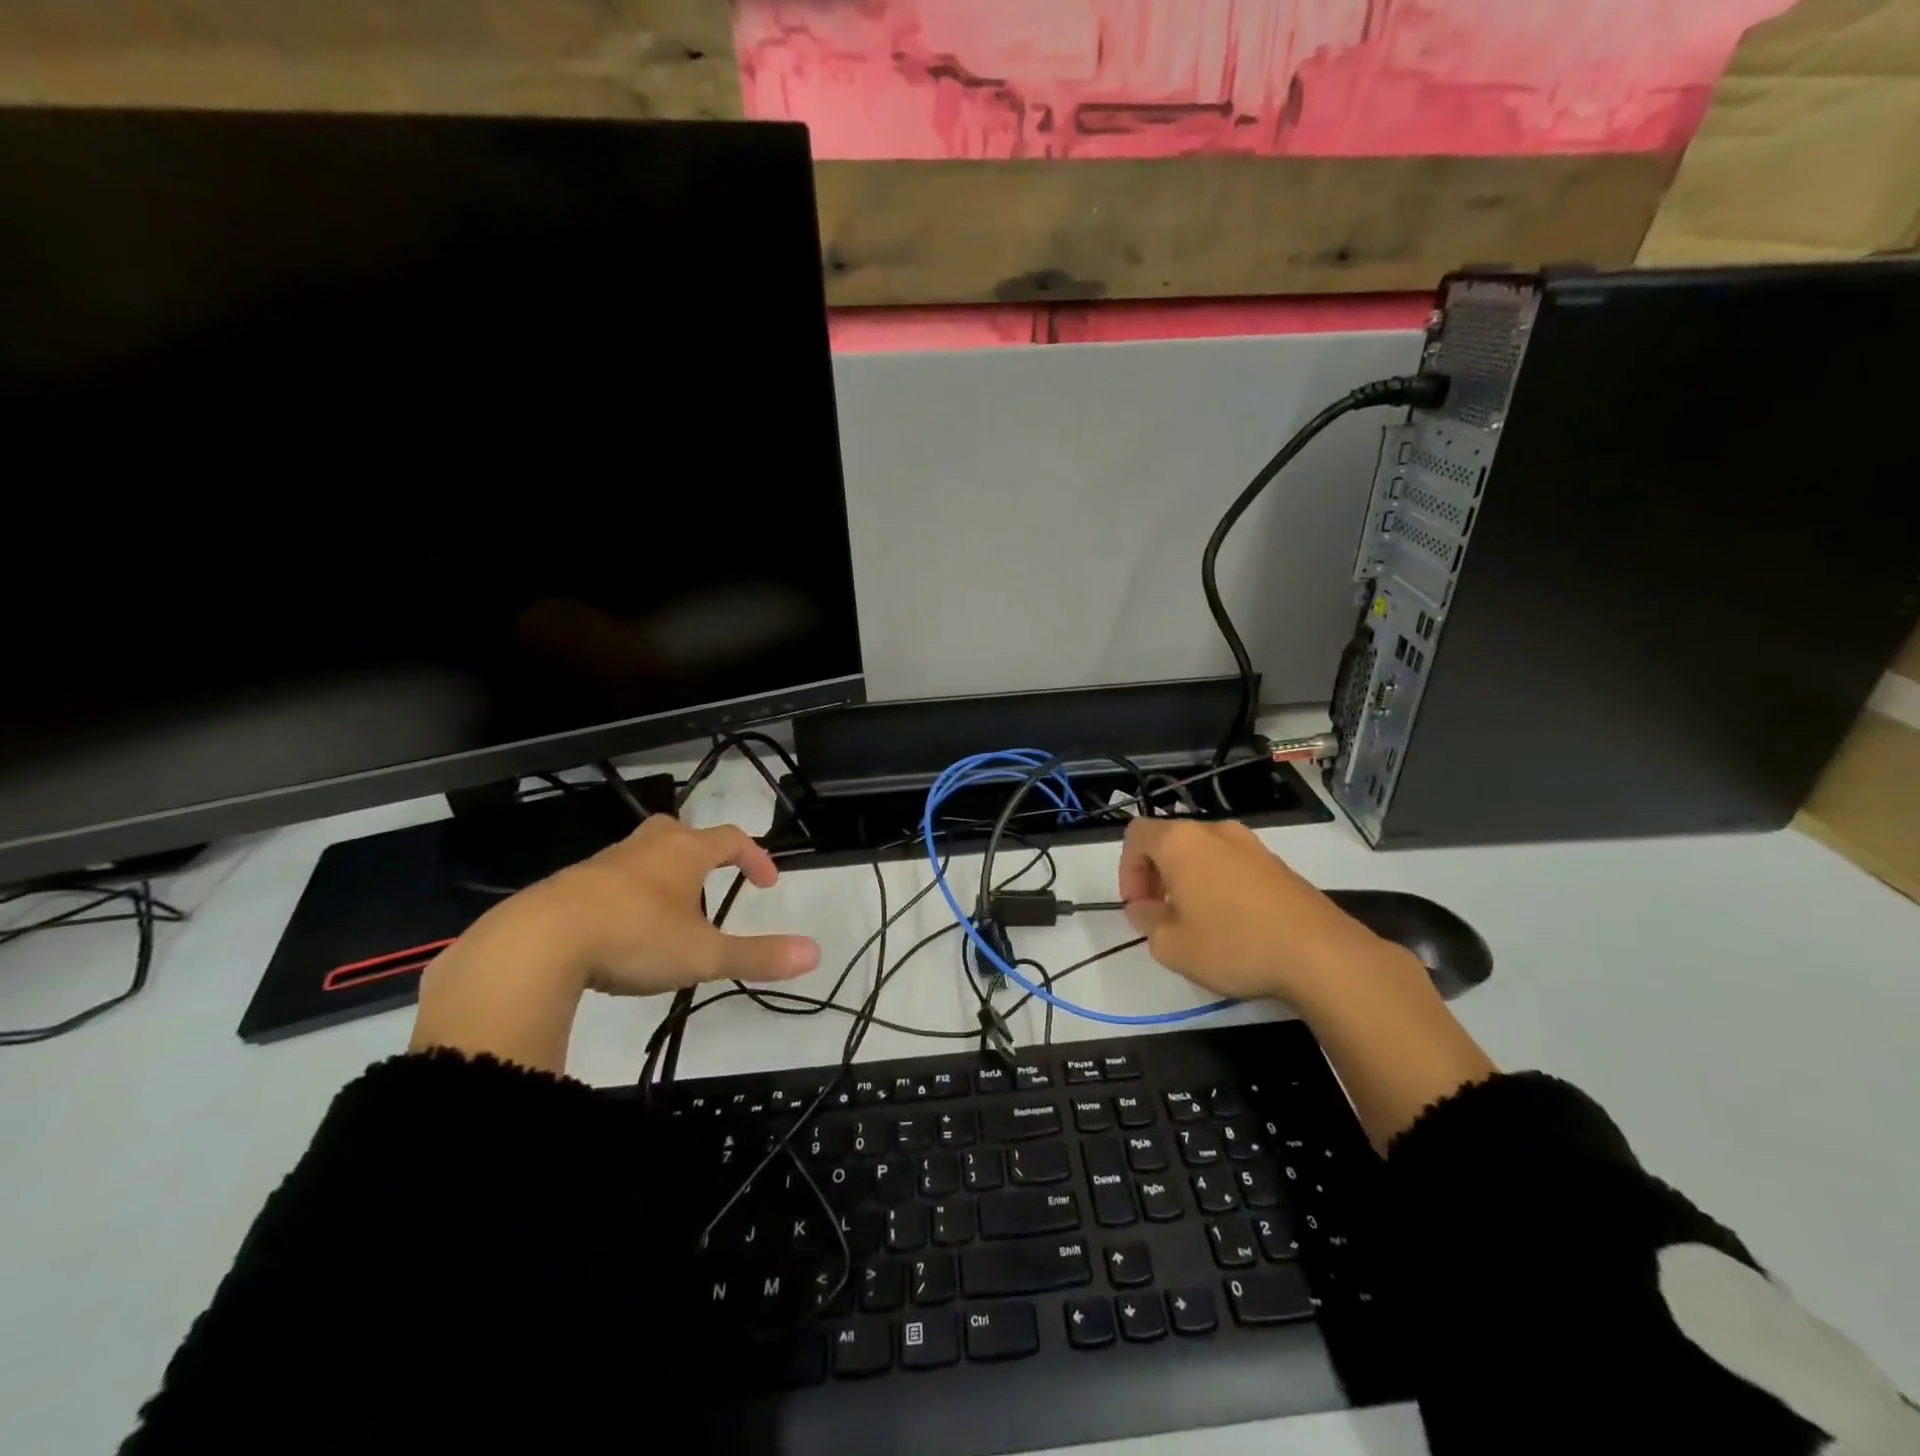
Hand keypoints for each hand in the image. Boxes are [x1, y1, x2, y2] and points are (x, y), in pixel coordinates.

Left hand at [538, 815, 819, 994]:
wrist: (539, 942)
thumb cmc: (635, 937)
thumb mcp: (704, 955)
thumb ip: (758, 956)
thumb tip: (815, 953)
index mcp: (684, 853)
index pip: (731, 840)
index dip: (754, 856)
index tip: (767, 882)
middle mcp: (646, 847)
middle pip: (680, 831)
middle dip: (701, 849)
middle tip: (711, 876)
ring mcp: (603, 863)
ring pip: (641, 853)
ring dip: (661, 871)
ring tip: (668, 908)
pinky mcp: (568, 886)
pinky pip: (608, 878)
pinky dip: (625, 893)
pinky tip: (621, 927)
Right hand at [1117, 817, 1387, 1004]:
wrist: (1321, 954)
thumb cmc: (1233, 944)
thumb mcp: (1170, 945)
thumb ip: (1145, 920)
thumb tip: (1144, 908)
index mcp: (1180, 842)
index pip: (1136, 835)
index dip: (1127, 870)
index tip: (1138, 907)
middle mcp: (1214, 832)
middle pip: (1169, 841)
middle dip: (1156, 875)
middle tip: (1161, 915)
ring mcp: (1251, 845)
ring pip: (1202, 852)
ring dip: (1188, 879)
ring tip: (1196, 921)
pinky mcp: (1277, 864)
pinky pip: (1232, 864)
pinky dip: (1219, 884)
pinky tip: (1233, 924)